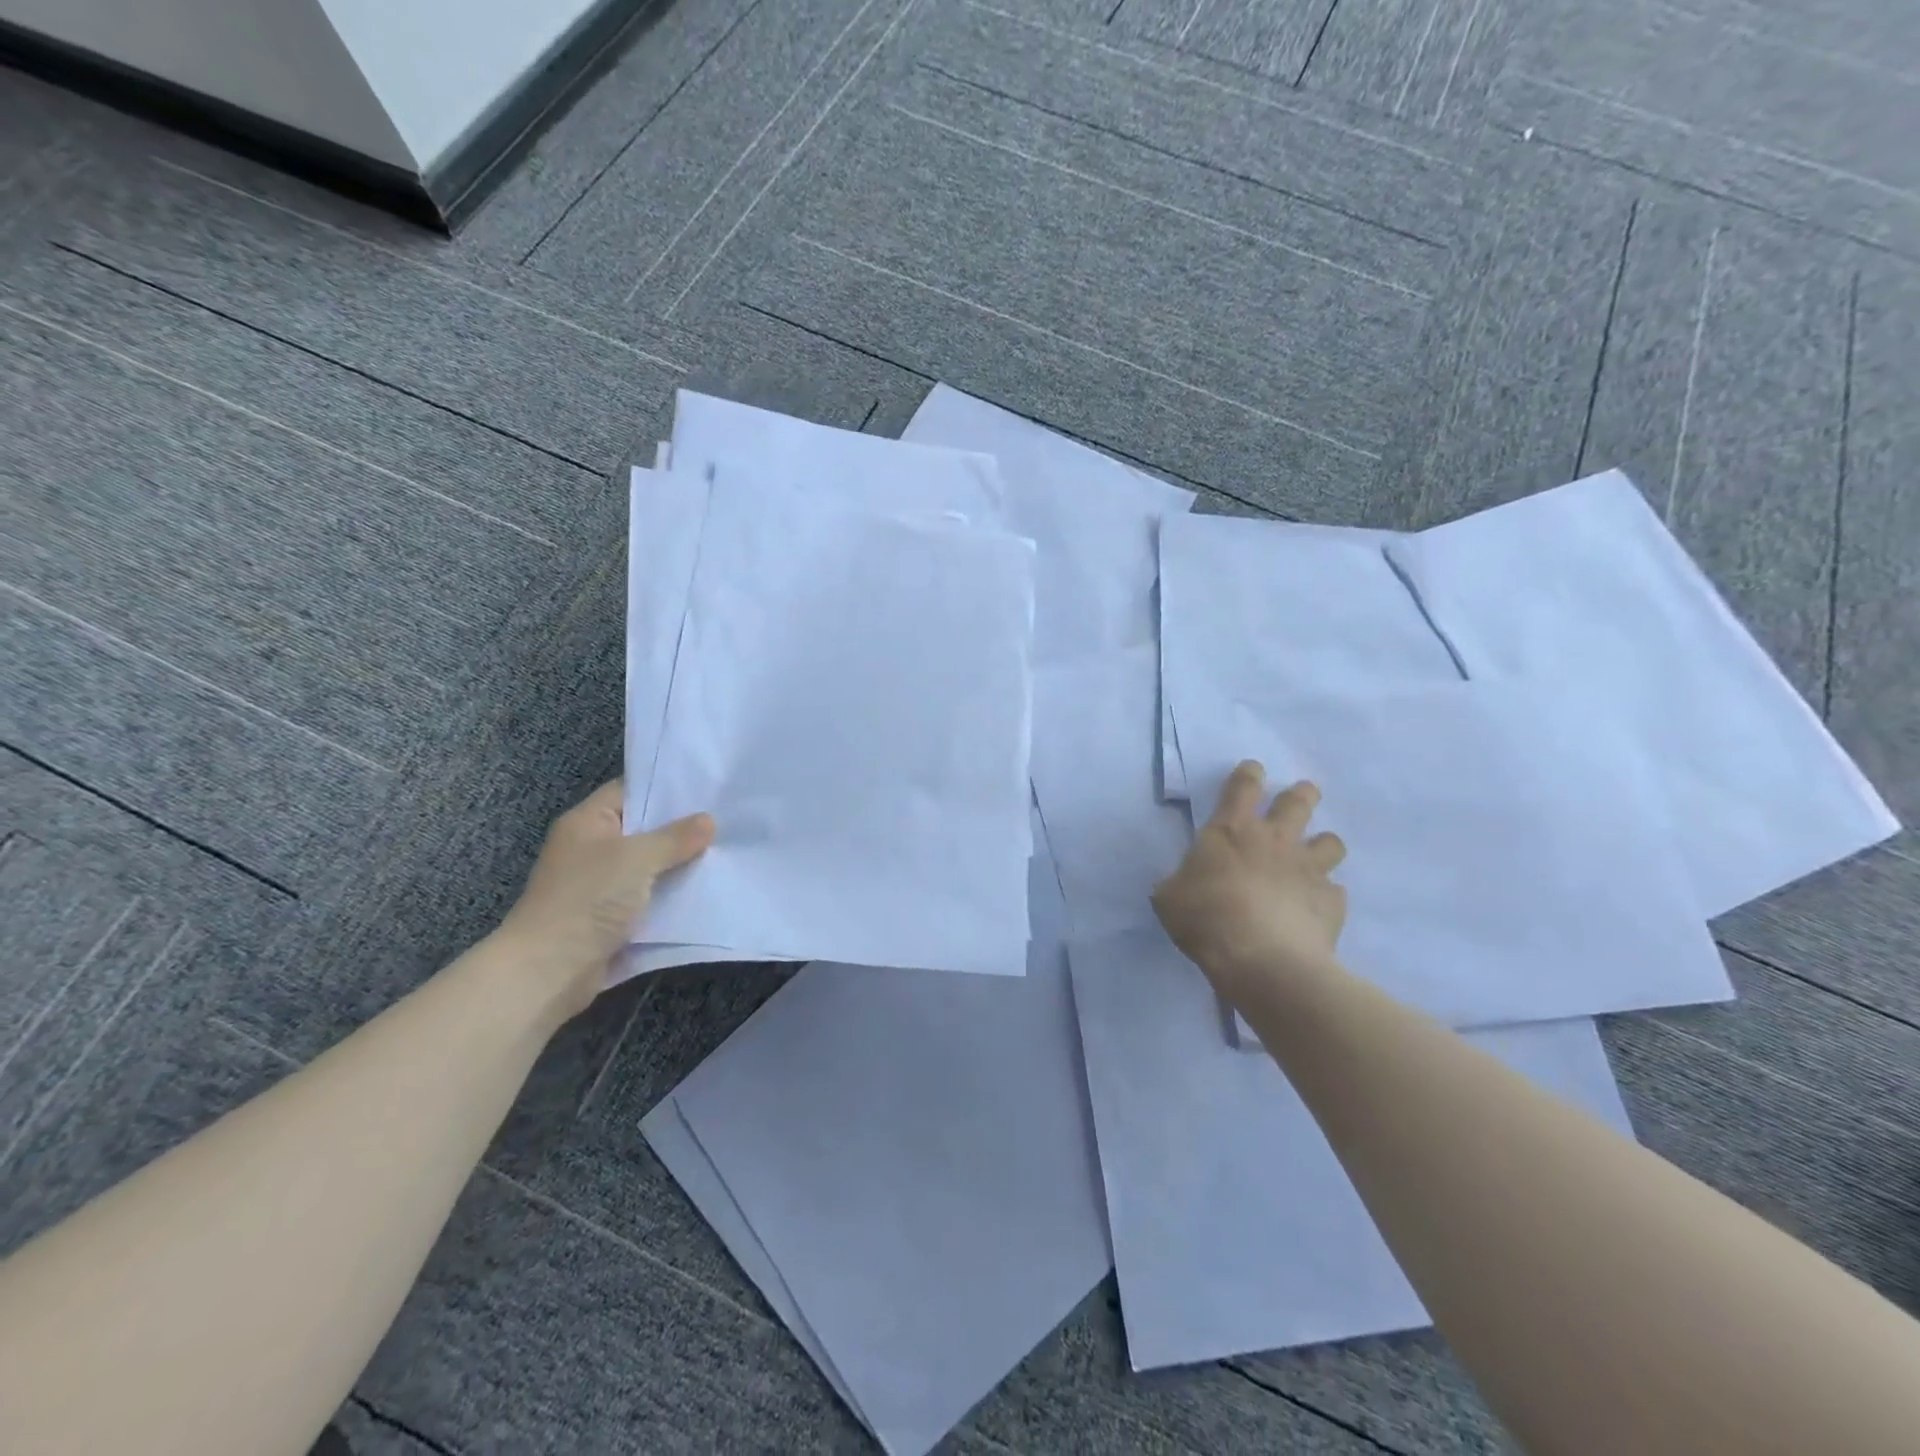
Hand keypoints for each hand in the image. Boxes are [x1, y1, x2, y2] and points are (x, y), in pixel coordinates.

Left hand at [495, 781, 714, 1019]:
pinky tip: (707, 889)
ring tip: (725, 851)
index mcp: (587, 823)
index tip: (706, 788)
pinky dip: (672, 895)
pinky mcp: (611, 918)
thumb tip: (708, 821)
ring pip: (649, 866)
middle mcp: (591, 849)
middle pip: (642, 830)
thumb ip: (675, 838)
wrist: (549, 971)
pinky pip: (648, 898)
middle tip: (725, 819)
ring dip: (679, 864)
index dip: (664, 788)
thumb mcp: (637, 858)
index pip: (628, 791)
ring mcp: (600, 885)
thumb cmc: (587, 900)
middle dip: (681, 829)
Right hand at [1152, 762, 1346, 1006]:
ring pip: (1330, 842)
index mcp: (1231, 831)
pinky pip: (1335, 891)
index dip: (1248, 774)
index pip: (1243, 787)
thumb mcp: (1170, 898)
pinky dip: (1327, 895)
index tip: (1253, 769)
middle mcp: (1275, 840)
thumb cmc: (1206, 917)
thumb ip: (1179, 883)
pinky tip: (1316, 906)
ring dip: (1323, 844)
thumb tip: (1183, 884)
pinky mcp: (1332, 902)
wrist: (1262, 959)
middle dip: (1302, 794)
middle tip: (1303, 793)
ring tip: (1316, 854)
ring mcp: (1308, 869)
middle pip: (1298, 802)